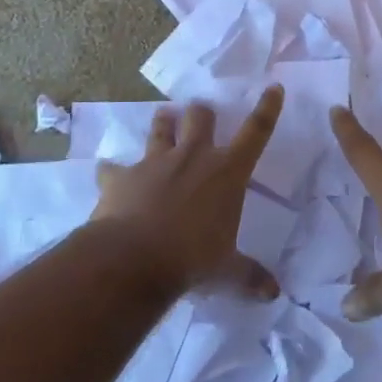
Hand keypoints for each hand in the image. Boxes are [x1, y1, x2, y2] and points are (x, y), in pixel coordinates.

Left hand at [92, 87, 284, 299]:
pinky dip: (113, 171)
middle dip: (203, 113)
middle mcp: (193, 157)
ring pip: (160, 129)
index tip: (273, 88)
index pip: (256, 132)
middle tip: (202, 113)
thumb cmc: (191, 259)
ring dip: (163, 124)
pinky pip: (114, 168)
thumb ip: (249, 276)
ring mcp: (155, 163)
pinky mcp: (121, 177)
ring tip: (164, 118)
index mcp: (227, 172)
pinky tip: (108, 174)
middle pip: (201, 118)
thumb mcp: (226, 270)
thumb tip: (273, 294)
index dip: (267, 109)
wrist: (132, 260)